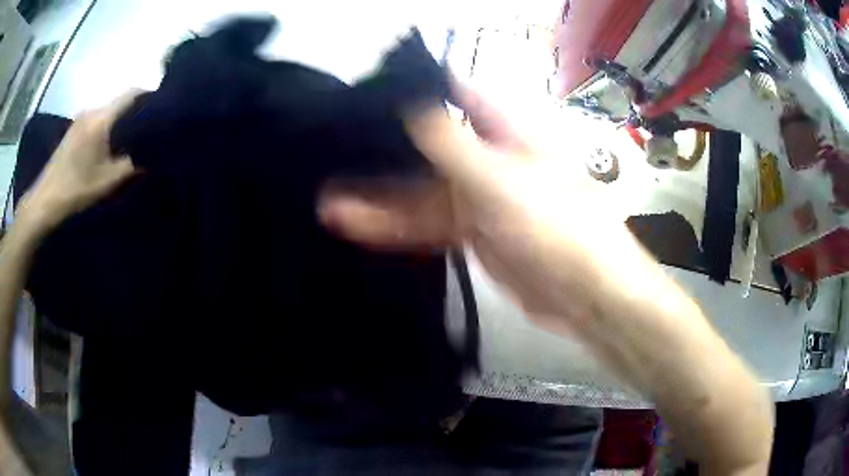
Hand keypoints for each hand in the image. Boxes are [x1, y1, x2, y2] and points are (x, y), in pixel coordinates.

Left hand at [16, 90, 141, 234]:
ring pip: (108, 112)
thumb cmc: (76, 189)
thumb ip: (132, 164)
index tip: (161, 109)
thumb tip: (151, 155)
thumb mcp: (108, 181)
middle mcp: (92, 110)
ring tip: (127, 140)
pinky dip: (106, 128)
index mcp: (102, 118)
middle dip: (134, 113)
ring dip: (119, 122)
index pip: (132, 93)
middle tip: (145, 131)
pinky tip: (107, 146)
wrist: (45, 200)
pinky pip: (96, 120)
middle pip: (120, 102)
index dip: (149, 96)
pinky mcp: (73, 129)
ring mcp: (80, 118)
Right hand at [319, 82, 649, 332]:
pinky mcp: (472, 234)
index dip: (416, 89)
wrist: (585, 294)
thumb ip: (454, 145)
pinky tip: (359, 225)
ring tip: (331, 201)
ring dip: (380, 198)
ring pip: (423, 192)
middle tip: (336, 150)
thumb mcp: (503, 181)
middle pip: (430, 147)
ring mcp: (480, 199)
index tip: (370, 93)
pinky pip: (429, 224)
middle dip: (386, 152)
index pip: (456, 96)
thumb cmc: (558, 227)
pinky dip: (396, 226)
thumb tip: (413, 105)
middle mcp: (491, 159)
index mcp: (507, 133)